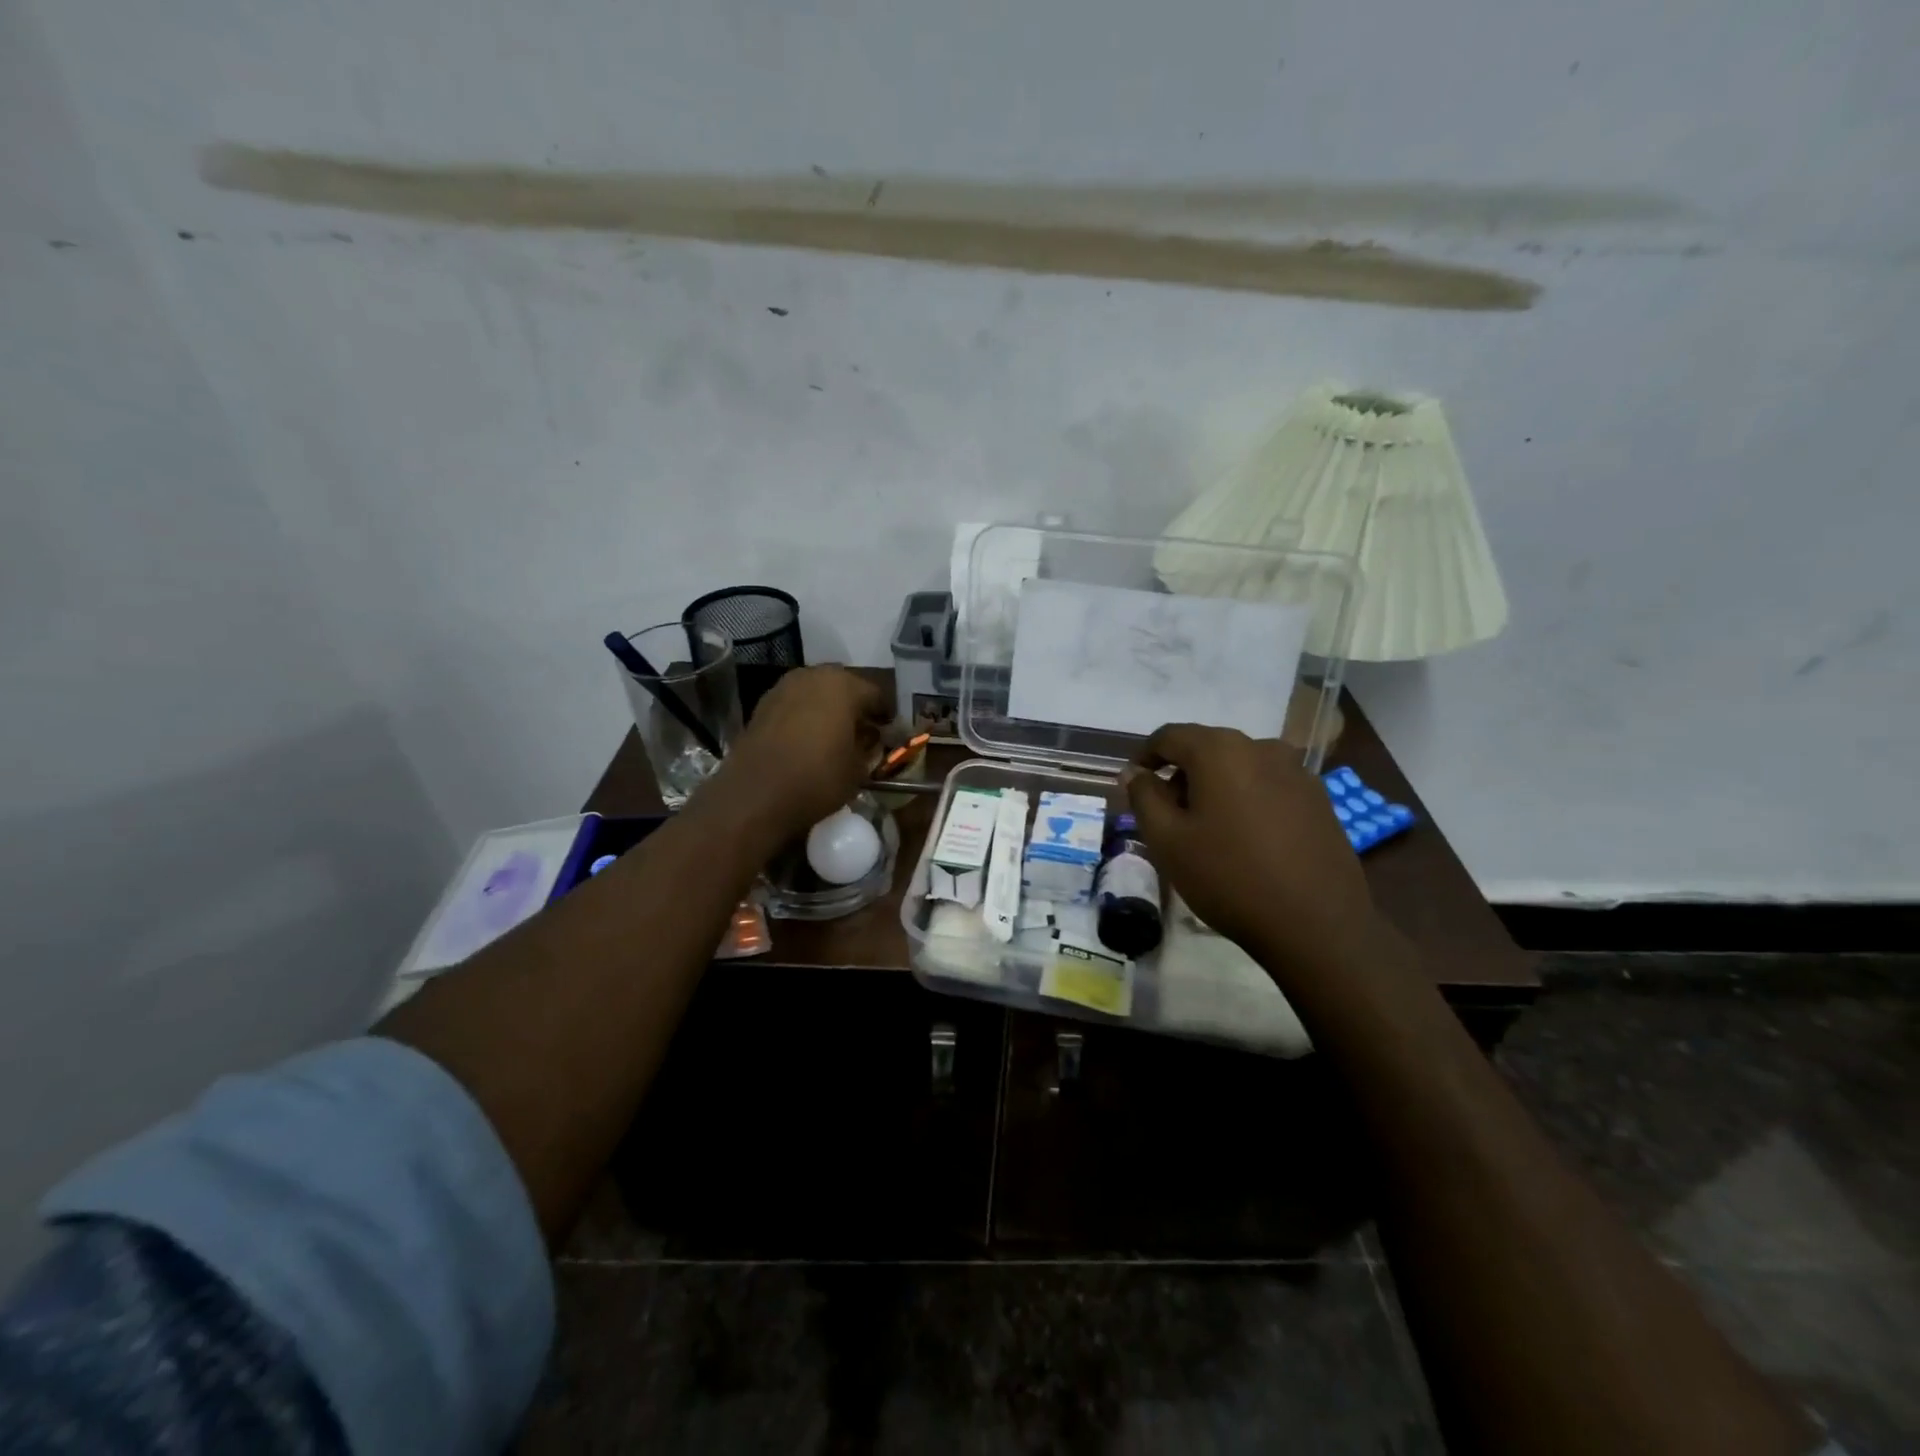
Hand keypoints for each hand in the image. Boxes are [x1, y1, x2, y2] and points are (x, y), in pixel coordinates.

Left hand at [698, 666, 891, 839]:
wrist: (754, 796)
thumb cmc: (817, 779)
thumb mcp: (858, 769)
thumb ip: (870, 747)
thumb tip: (871, 739)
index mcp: (844, 685)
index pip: (877, 694)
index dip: (887, 716)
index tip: (891, 734)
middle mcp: (813, 676)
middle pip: (845, 687)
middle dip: (856, 707)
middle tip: (864, 732)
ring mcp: (784, 687)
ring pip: (817, 693)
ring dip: (829, 709)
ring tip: (836, 736)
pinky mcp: (763, 704)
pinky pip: (795, 705)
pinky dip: (805, 716)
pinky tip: (809, 739)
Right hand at [1122, 724, 1381, 981]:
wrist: (1317, 924)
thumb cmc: (1229, 877)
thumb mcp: (1167, 840)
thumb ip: (1144, 797)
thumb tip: (1135, 773)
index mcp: (1220, 751)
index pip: (1170, 736)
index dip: (1145, 755)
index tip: (1133, 781)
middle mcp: (1261, 747)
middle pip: (1207, 748)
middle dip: (1180, 773)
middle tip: (1166, 813)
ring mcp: (1296, 771)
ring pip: (1239, 766)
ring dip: (1214, 786)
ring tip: (1206, 828)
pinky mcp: (1319, 798)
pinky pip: (1268, 785)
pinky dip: (1246, 798)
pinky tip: (1244, 838)